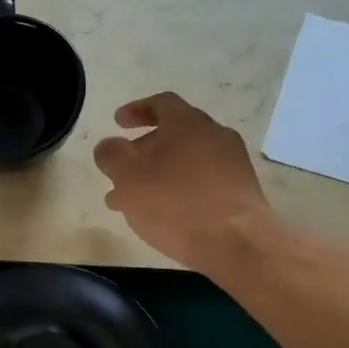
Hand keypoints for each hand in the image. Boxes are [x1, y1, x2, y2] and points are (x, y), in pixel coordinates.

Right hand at [94, 93, 275, 272]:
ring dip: (156, 175)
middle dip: (142, 151)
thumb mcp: (128, 177)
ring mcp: (232, 165)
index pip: (161, 103)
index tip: (117, 123)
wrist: (236, 243)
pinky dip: (177, 190)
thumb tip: (108, 145)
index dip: (136, 110)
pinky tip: (162, 214)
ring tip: (131, 201)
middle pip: (174, 135)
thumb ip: (111, 155)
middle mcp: (214, 136)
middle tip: (120, 171)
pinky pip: (200, 183)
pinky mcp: (239, 193)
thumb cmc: (175, 204)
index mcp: (188, 123)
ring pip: (184, 162)